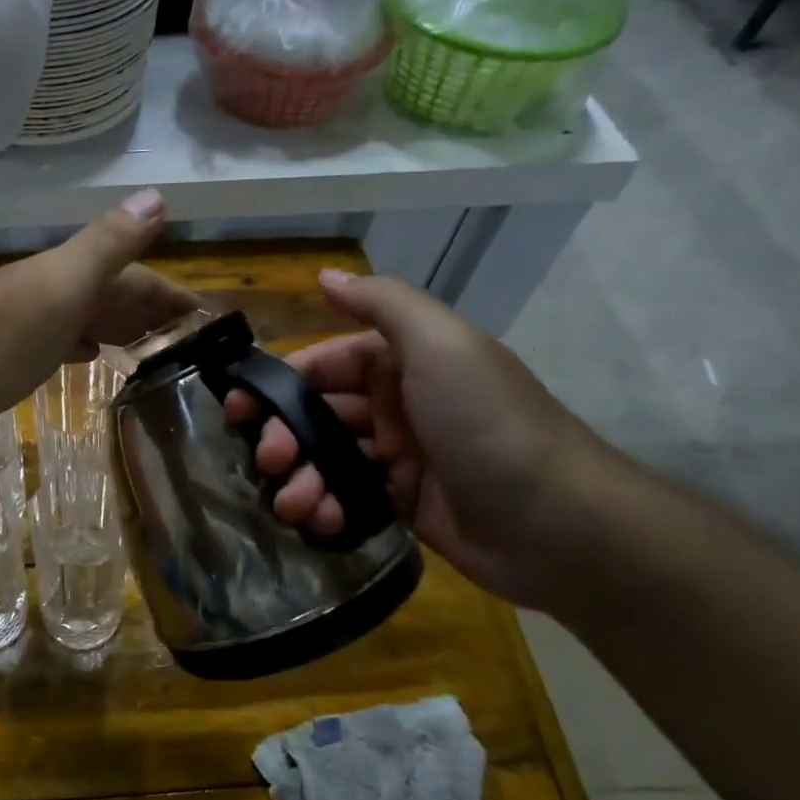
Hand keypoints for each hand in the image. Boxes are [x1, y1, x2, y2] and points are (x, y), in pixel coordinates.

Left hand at [0, 189, 197, 433]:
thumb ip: (109, 244)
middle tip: (192, 345)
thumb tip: (158, 196)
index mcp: (74, 275)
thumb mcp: (63, 284)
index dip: (176, 297)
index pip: (140, 279)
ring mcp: (29, 322)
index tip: (213, 323)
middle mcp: (54, 292)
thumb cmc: (0, 333)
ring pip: (88, 318)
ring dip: (121, 328)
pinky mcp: (8, 353)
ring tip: (153, 351)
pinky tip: (89, 357)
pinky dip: (83, 345)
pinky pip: (60, 341)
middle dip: (154, 313)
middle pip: (115, 297)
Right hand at [221, 270, 625, 605]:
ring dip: (301, 479)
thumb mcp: (440, 345)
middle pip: (318, 414)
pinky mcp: (402, 505)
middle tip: (268, 460)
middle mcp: (397, 404)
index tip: (240, 406)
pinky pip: (347, 498)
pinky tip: (323, 521)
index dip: (280, 382)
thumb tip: (323, 275)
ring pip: (327, 459)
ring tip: (294, 504)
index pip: (324, 362)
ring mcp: (399, 458)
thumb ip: (381, 304)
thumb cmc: (488, 423)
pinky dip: (327, 508)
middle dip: (284, 435)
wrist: (559, 525)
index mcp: (404, 362)